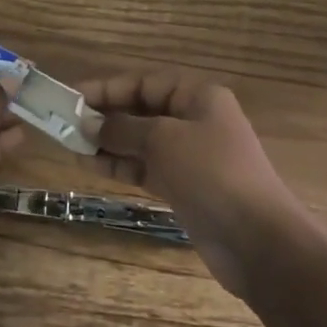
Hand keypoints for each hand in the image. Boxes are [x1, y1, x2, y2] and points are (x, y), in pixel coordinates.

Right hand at [79, 68, 303, 298]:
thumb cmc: (211, 174)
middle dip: (107, 116)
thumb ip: (123, 128)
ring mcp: (192, 157)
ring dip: (110, 143)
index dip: (108, 88)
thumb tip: (90, 122)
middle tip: (68, 124)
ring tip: (73, 146)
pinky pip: (147, 168)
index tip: (74, 97)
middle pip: (143, 111)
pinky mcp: (187, 188)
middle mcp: (196, 121)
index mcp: (198, 97)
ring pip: (142, 142)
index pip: (145, 83)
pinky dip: (123, 166)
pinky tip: (94, 166)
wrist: (258, 243)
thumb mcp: (162, 140)